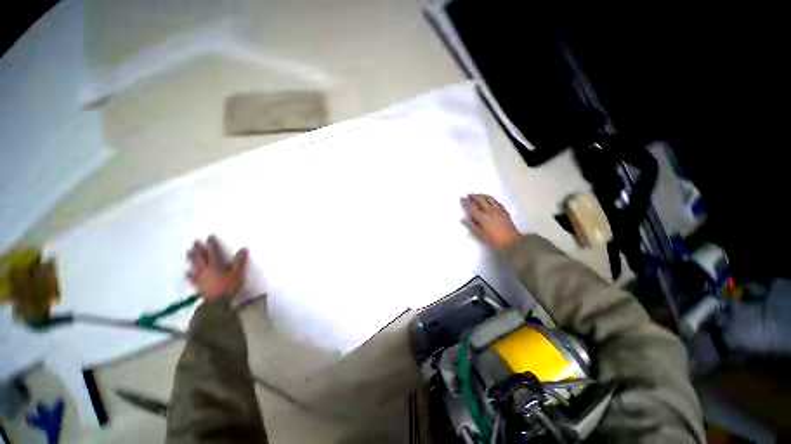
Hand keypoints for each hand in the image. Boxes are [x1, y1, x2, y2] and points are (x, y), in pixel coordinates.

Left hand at [186, 235, 247, 299]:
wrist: (217, 303)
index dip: (212, 244)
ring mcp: (200, 278)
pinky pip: (192, 278)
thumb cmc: (228, 286)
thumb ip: (240, 261)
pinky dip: (189, 275)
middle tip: (194, 242)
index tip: (209, 236)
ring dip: (191, 259)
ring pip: (194, 266)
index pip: (213, 251)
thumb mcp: (237, 273)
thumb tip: (244, 248)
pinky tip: (187, 273)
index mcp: (215, 265)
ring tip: (188, 253)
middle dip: (198, 249)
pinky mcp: (199, 285)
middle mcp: (205, 269)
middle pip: (200, 257)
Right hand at [461, 194, 519, 251]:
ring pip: (489, 198)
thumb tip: (463, 219)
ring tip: (478, 195)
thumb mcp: (479, 235)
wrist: (512, 242)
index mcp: (482, 217)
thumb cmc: (493, 240)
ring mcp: (498, 210)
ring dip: (482, 195)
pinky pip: (496, 201)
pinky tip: (489, 200)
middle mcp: (489, 211)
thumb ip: (471, 226)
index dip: (466, 202)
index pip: (472, 207)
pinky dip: (490, 199)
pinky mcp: (504, 211)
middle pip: (480, 199)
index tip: (462, 198)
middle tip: (469, 195)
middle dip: (474, 196)